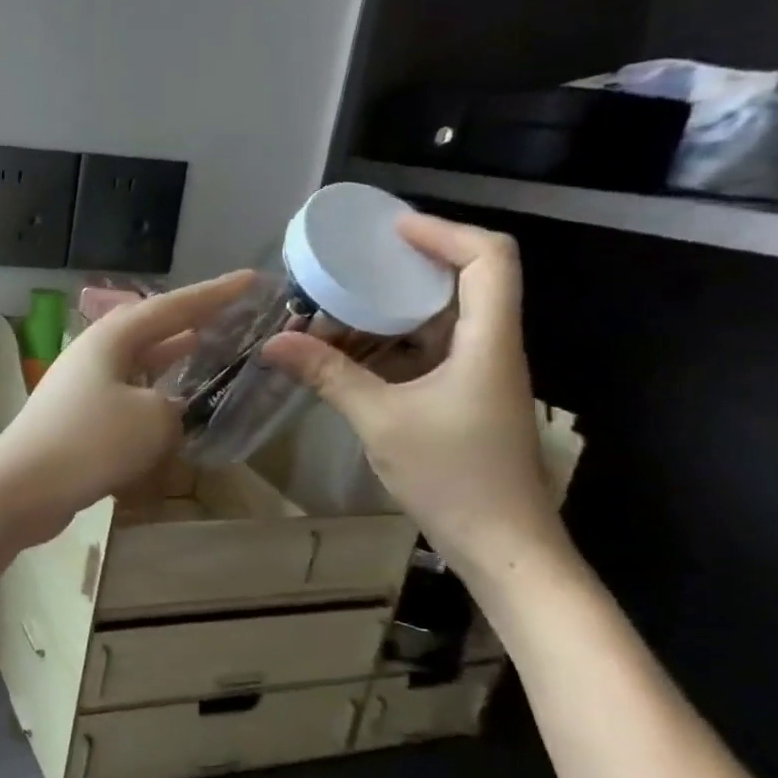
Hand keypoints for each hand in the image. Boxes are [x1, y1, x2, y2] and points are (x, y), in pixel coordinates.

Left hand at [0, 271, 255, 548]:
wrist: (21, 488)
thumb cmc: (90, 442)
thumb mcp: (153, 419)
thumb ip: (175, 408)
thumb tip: (167, 411)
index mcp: (111, 338)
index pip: (172, 307)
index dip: (214, 294)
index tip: (251, 279)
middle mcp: (94, 353)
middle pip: (150, 329)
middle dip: (190, 322)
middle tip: (231, 317)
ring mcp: (81, 385)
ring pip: (137, 364)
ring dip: (171, 360)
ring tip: (207, 352)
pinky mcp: (76, 419)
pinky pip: (125, 397)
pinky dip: (152, 398)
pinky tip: (170, 410)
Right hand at [260, 215, 566, 581]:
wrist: (504, 546)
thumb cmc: (453, 477)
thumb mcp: (381, 420)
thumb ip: (328, 375)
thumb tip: (273, 343)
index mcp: (488, 341)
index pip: (489, 258)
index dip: (443, 232)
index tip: (389, 230)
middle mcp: (493, 347)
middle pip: (465, 281)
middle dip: (407, 267)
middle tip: (352, 264)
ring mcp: (481, 374)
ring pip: (444, 319)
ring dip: (393, 309)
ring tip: (339, 306)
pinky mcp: (467, 397)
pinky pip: (432, 351)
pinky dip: (393, 343)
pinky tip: (351, 353)